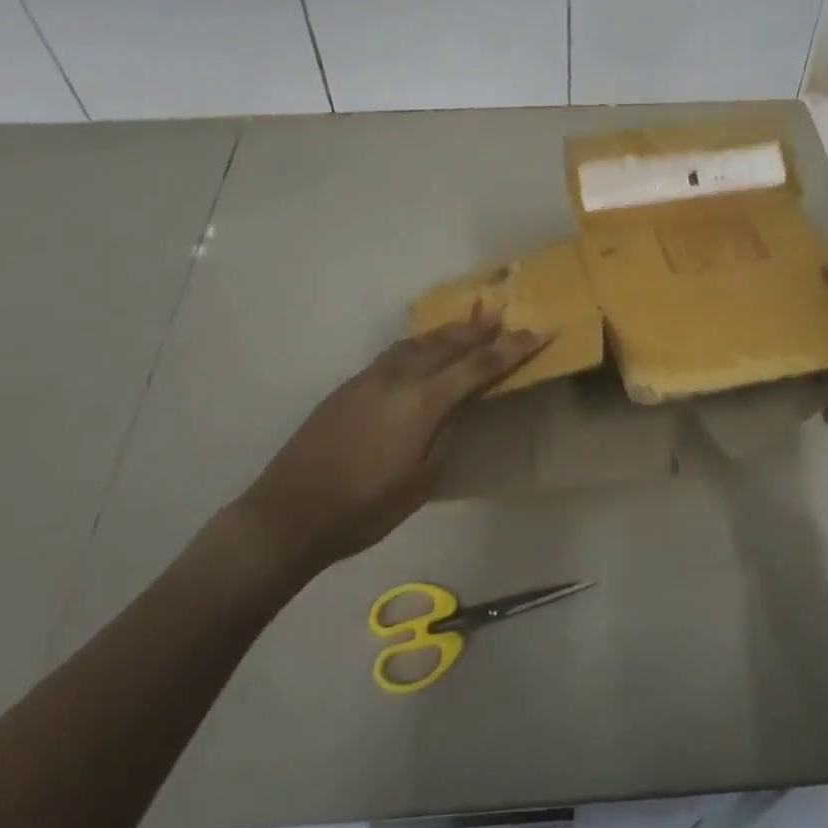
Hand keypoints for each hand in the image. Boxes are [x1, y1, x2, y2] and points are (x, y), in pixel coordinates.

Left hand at [235, 309, 548, 573]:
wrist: (289, 513)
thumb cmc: (364, 508)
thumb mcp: (421, 481)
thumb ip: (446, 436)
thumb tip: (457, 408)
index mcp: (422, 402)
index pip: (478, 367)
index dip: (511, 350)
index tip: (538, 333)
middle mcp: (398, 378)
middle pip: (447, 344)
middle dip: (478, 330)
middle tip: (501, 315)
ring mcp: (370, 377)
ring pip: (418, 342)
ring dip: (447, 332)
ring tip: (467, 324)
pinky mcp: (349, 385)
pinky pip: (396, 352)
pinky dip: (419, 344)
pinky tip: (421, 349)